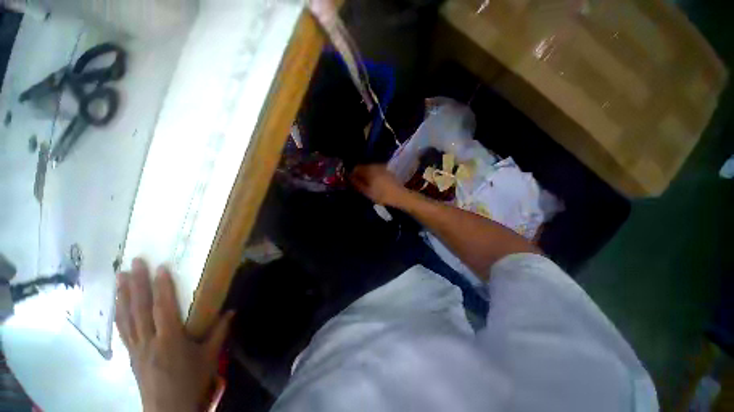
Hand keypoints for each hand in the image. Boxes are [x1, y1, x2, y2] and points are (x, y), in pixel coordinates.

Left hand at [116, 259, 232, 411]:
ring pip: (126, 317)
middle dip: (136, 284)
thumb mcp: (210, 357)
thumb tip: (232, 311)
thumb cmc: (192, 382)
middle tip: (133, 262)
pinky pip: (123, 330)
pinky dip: (119, 314)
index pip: (163, 308)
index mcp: (170, 340)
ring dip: (123, 295)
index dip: (161, 287)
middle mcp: (149, 341)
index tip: (160, 267)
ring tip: (119, 276)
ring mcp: (136, 348)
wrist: (168, 410)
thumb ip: (219, 332)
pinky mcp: (130, 355)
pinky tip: (117, 304)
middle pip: (139, 309)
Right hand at [350, 165, 409, 207]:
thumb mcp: (367, 192)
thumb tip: (350, 178)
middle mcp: (374, 165)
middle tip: (359, 184)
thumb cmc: (382, 195)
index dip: (352, 174)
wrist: (399, 195)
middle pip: (363, 167)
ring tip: (367, 184)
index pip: (356, 168)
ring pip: (369, 168)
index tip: (352, 182)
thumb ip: (357, 184)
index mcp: (368, 170)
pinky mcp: (387, 170)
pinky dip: (373, 174)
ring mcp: (381, 167)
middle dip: (359, 174)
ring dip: (366, 174)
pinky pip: (376, 170)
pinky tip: (375, 183)